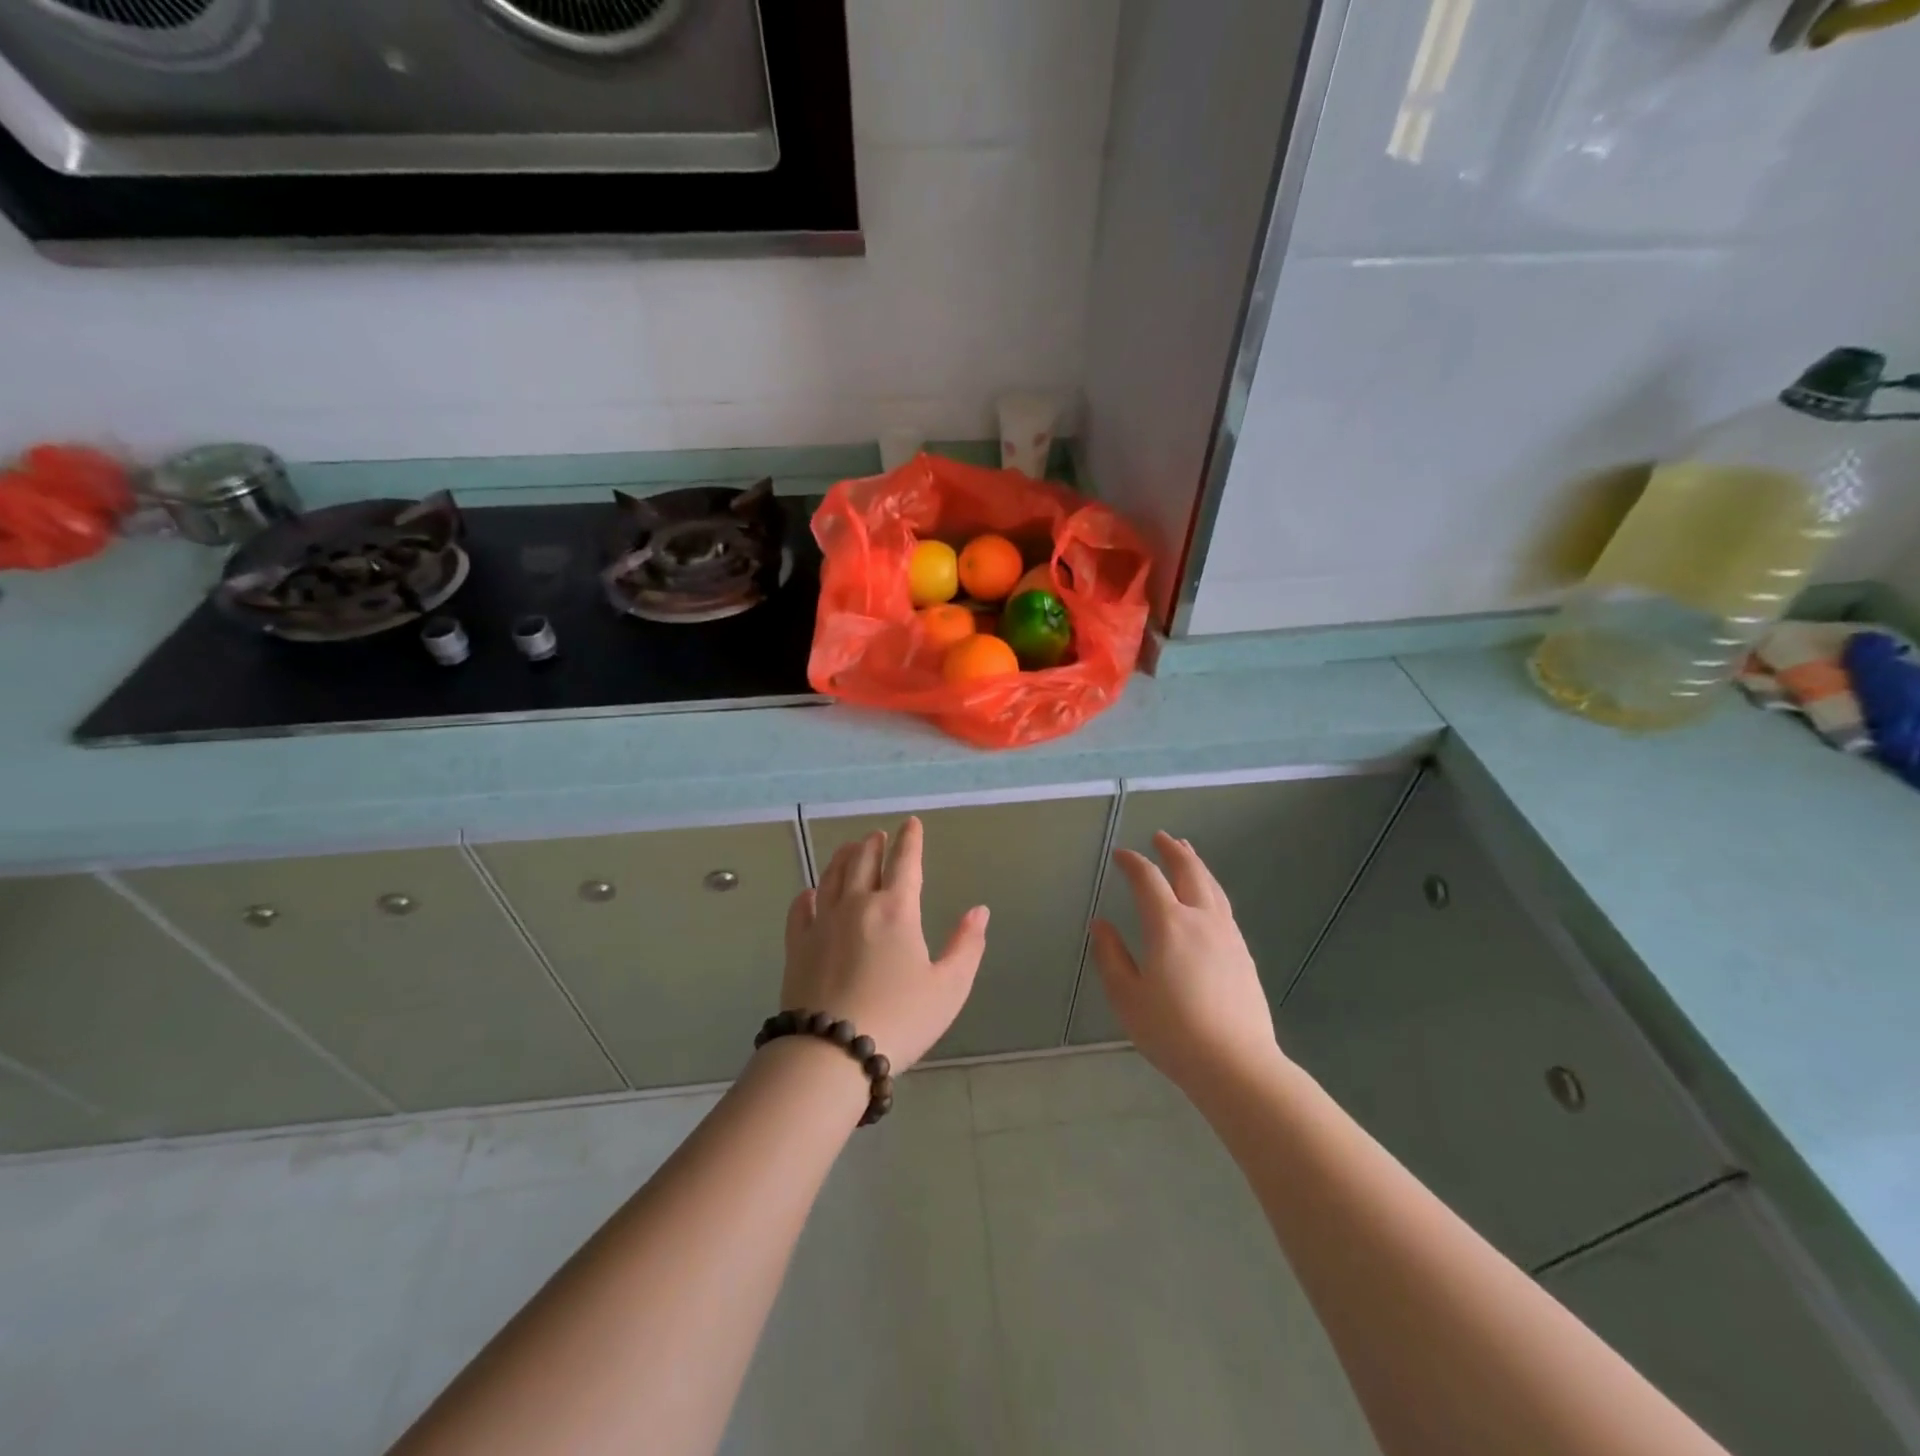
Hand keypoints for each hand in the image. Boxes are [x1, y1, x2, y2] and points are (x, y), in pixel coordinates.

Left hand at [779, 817, 988, 1070]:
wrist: (831, 1051)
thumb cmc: (900, 1019)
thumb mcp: (949, 988)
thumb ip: (967, 946)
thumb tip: (979, 911)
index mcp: (897, 910)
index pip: (906, 862)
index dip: (911, 840)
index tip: (911, 822)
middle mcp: (857, 904)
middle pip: (863, 860)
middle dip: (874, 844)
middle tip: (878, 835)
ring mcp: (823, 922)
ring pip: (831, 876)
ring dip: (843, 857)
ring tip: (849, 848)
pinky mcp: (798, 945)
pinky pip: (801, 908)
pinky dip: (808, 894)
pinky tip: (811, 893)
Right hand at [1090, 831, 1282, 1091]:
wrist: (1236, 1065)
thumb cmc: (1172, 1032)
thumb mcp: (1127, 997)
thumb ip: (1111, 956)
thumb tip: (1100, 925)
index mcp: (1168, 925)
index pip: (1148, 880)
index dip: (1133, 862)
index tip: (1120, 855)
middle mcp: (1201, 920)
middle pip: (1189, 872)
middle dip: (1173, 851)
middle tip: (1161, 837)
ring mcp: (1228, 935)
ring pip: (1212, 887)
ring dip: (1197, 865)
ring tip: (1188, 853)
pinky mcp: (1243, 954)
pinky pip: (1224, 907)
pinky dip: (1211, 889)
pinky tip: (1208, 898)